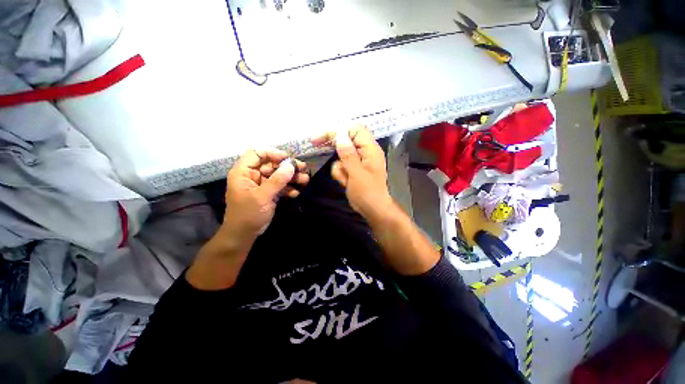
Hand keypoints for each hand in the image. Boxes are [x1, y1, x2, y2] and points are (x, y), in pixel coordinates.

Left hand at [186, 149, 308, 290]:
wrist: (244, 235)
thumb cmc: (248, 214)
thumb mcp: (262, 197)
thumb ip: (277, 180)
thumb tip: (291, 165)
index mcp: (243, 172)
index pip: (257, 153)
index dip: (272, 153)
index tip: (288, 158)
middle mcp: (252, 175)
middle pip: (271, 165)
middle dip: (288, 167)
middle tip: (303, 169)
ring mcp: (262, 185)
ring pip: (278, 176)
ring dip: (292, 178)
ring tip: (305, 180)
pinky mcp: (268, 193)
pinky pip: (280, 186)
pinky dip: (288, 188)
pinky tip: (296, 193)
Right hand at [315, 125, 392, 223]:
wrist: (373, 210)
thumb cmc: (368, 193)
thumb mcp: (357, 174)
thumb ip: (348, 155)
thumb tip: (340, 136)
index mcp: (370, 149)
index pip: (355, 130)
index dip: (338, 130)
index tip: (322, 137)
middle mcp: (365, 152)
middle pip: (346, 140)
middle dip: (333, 145)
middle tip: (316, 143)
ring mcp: (359, 161)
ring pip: (341, 155)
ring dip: (339, 167)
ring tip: (346, 179)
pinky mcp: (354, 170)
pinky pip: (342, 166)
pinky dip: (341, 174)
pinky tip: (346, 183)